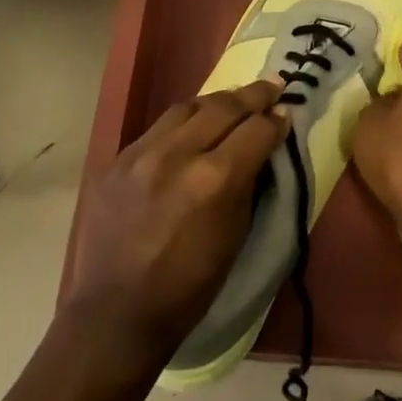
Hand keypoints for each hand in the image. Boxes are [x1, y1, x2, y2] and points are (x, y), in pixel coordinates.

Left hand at [63, 79, 286, 360]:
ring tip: (232, 102)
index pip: (256, 130)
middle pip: (223, 106)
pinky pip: (156, 129)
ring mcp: (140, 154)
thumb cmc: (190, 286)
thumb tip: (262, 146)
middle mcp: (176, 155)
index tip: (286, 113)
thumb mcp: (236, 236)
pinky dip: (181, 124)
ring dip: (215, 102)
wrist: (117, 314)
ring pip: (186, 107)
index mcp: (213, 180)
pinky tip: (190, 131)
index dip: (276, 120)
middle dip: (252, 95)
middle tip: (271, 86)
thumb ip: (249, 183)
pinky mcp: (115, 160)